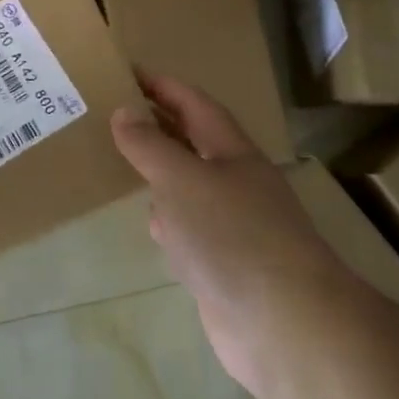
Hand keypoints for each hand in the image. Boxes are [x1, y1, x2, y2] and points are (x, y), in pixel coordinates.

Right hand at [112, 74, 355, 398]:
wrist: (286, 327)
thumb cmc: (232, 236)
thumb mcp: (181, 179)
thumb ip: (149, 145)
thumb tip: (124, 112)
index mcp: (232, 153)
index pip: (194, 104)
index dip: (163, 85)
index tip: (126, 71)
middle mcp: (236, 183)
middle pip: (193, 142)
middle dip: (158, 124)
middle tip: (112, 111)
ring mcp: (233, 226)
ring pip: (190, 185)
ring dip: (161, 171)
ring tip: (121, 160)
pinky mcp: (225, 265)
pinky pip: (190, 228)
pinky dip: (168, 219)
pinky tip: (151, 224)